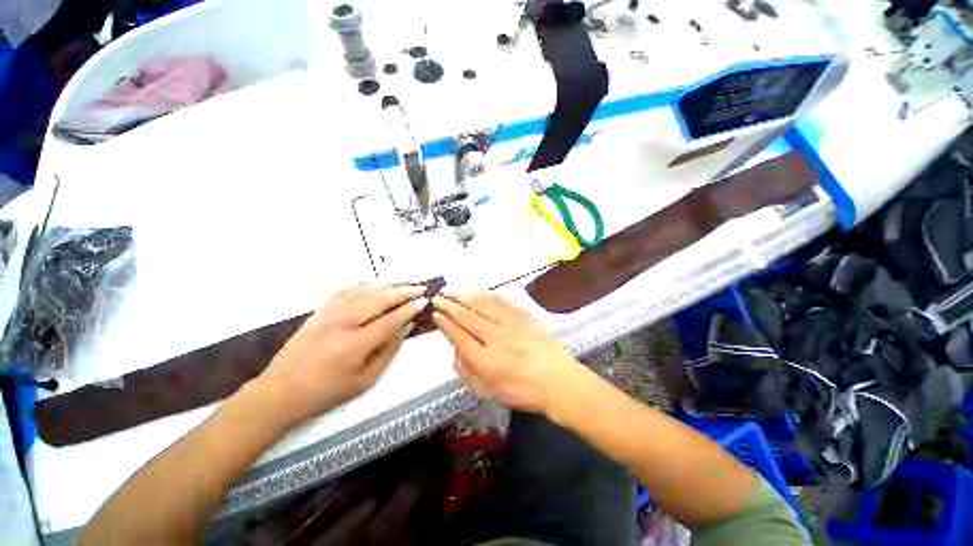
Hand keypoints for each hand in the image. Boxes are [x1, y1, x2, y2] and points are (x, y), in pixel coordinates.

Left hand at [256, 282, 426, 426]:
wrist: (281, 392)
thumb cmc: (327, 392)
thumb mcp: (365, 380)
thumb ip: (389, 350)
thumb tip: (407, 326)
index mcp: (355, 345)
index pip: (391, 320)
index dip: (410, 309)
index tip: (424, 301)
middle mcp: (342, 323)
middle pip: (380, 299)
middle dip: (404, 291)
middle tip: (420, 287)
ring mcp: (328, 314)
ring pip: (364, 290)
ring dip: (387, 283)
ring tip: (405, 280)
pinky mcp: (318, 311)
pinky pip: (343, 290)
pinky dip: (361, 283)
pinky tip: (374, 281)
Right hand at [431, 291, 584, 413]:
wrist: (558, 380)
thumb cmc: (523, 391)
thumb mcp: (489, 392)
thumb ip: (467, 373)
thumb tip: (454, 351)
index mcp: (485, 361)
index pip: (459, 336)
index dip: (445, 323)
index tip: (436, 314)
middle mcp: (495, 339)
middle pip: (467, 317)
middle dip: (449, 305)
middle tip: (437, 297)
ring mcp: (511, 324)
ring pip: (482, 304)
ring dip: (464, 295)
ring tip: (451, 290)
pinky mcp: (524, 316)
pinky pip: (501, 301)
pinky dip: (486, 294)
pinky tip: (476, 291)